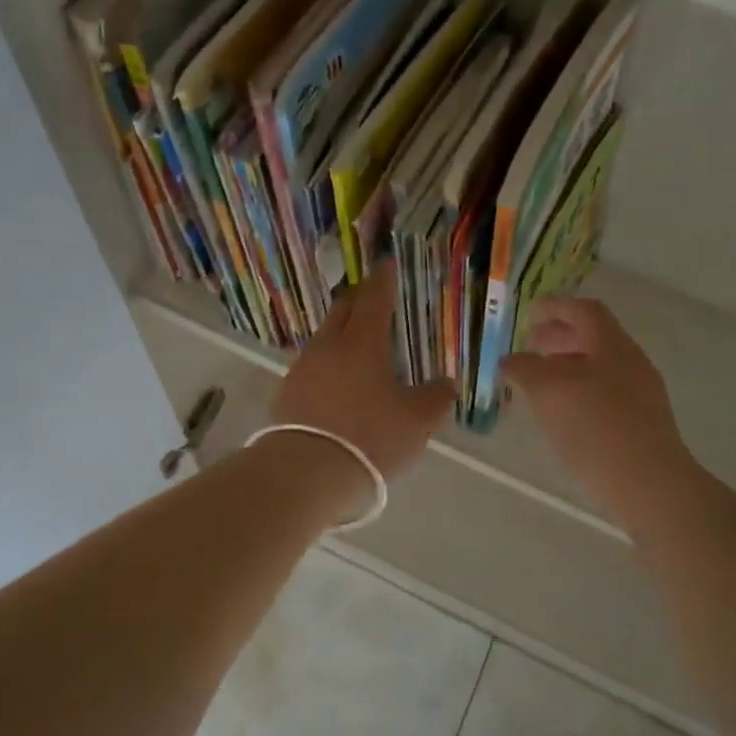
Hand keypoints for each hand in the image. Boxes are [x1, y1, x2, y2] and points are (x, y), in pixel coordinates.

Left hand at [269, 259, 452, 491]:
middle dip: (359, 299)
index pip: (375, 297)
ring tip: (358, 343)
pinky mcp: (288, 392)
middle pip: (343, 309)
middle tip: (374, 299)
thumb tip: (447, 383)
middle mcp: (329, 345)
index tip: (388, 264)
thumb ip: (436, 397)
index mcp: (363, 341)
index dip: (384, 279)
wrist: (306, 472)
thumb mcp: (416, 421)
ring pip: (325, 337)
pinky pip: (313, 365)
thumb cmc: (370, 437)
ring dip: (342, 332)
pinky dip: (329, 363)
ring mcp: (304, 367)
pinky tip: (337, 380)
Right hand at [502, 298, 691, 515]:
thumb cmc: (595, 427)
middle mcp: (631, 362)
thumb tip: (511, 360)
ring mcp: (641, 395)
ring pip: (599, 368)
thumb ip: (525, 368)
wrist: (649, 485)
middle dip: (560, 338)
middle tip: (531, 347)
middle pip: (594, 338)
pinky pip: (606, 394)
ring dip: (568, 367)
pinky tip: (563, 414)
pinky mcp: (642, 425)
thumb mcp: (548, 391)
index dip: (557, 307)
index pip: (585, 311)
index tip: (531, 312)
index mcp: (612, 345)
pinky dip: (580, 391)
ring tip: (540, 383)